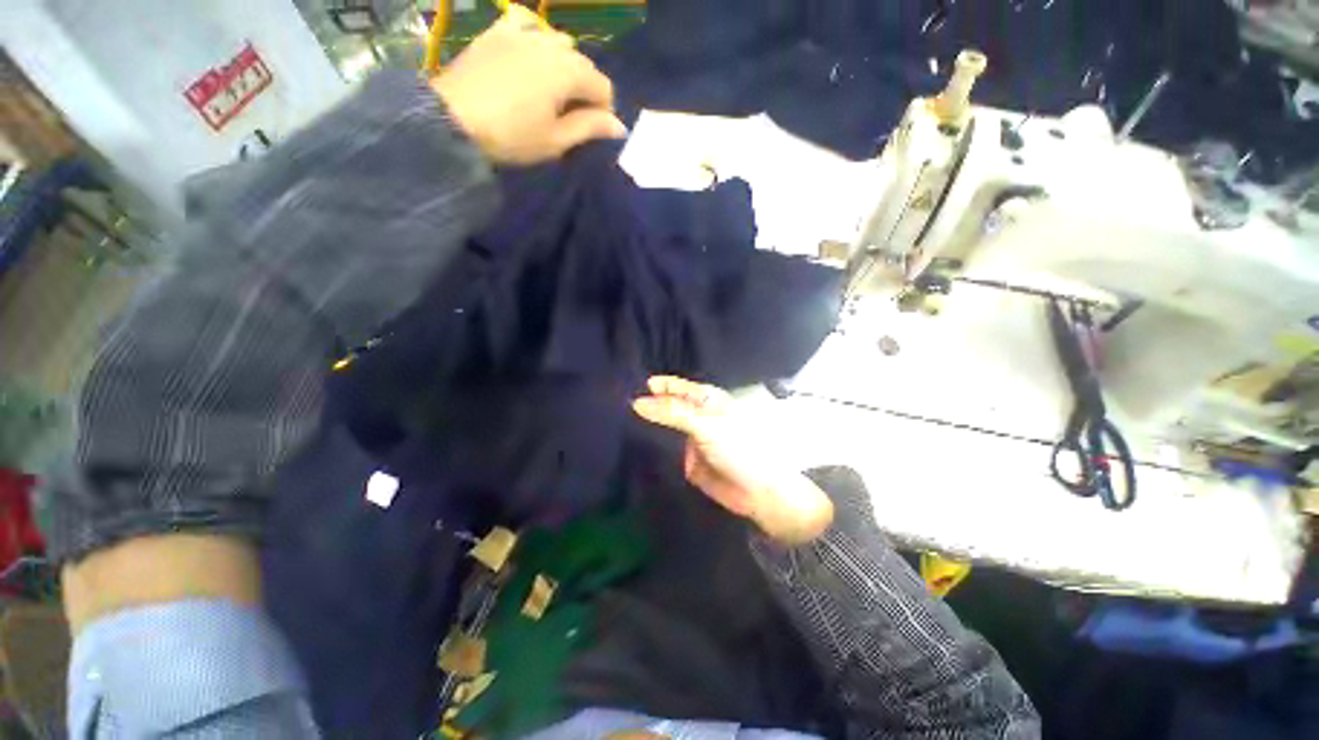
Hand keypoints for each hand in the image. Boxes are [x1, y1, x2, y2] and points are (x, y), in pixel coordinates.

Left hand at [431, 6, 626, 164]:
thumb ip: (590, 128)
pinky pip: (527, 22)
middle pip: (583, 64)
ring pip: (559, 42)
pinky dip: (537, 35)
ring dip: (565, 64)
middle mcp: (551, 44)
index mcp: (568, 72)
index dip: (603, 110)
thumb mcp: (556, 140)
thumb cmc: (512, 136)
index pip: (603, 86)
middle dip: (585, 89)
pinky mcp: (499, 31)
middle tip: (571, 116)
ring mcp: (523, 33)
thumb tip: (620, 126)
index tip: (591, 130)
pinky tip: (532, 50)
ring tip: (552, 88)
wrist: (454, 120)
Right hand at [632, 376, 833, 544]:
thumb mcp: (705, 424)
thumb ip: (672, 412)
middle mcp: (697, 416)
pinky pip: (665, 449)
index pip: (678, 387)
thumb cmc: (738, 449)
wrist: (757, 493)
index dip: (659, 385)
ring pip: (664, 427)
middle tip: (616, 402)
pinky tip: (629, 444)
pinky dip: (651, 446)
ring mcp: (690, 438)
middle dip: (649, 404)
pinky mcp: (685, 460)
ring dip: (647, 425)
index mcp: (707, 401)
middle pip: (669, 406)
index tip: (631, 383)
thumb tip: (637, 402)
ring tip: (616, 420)